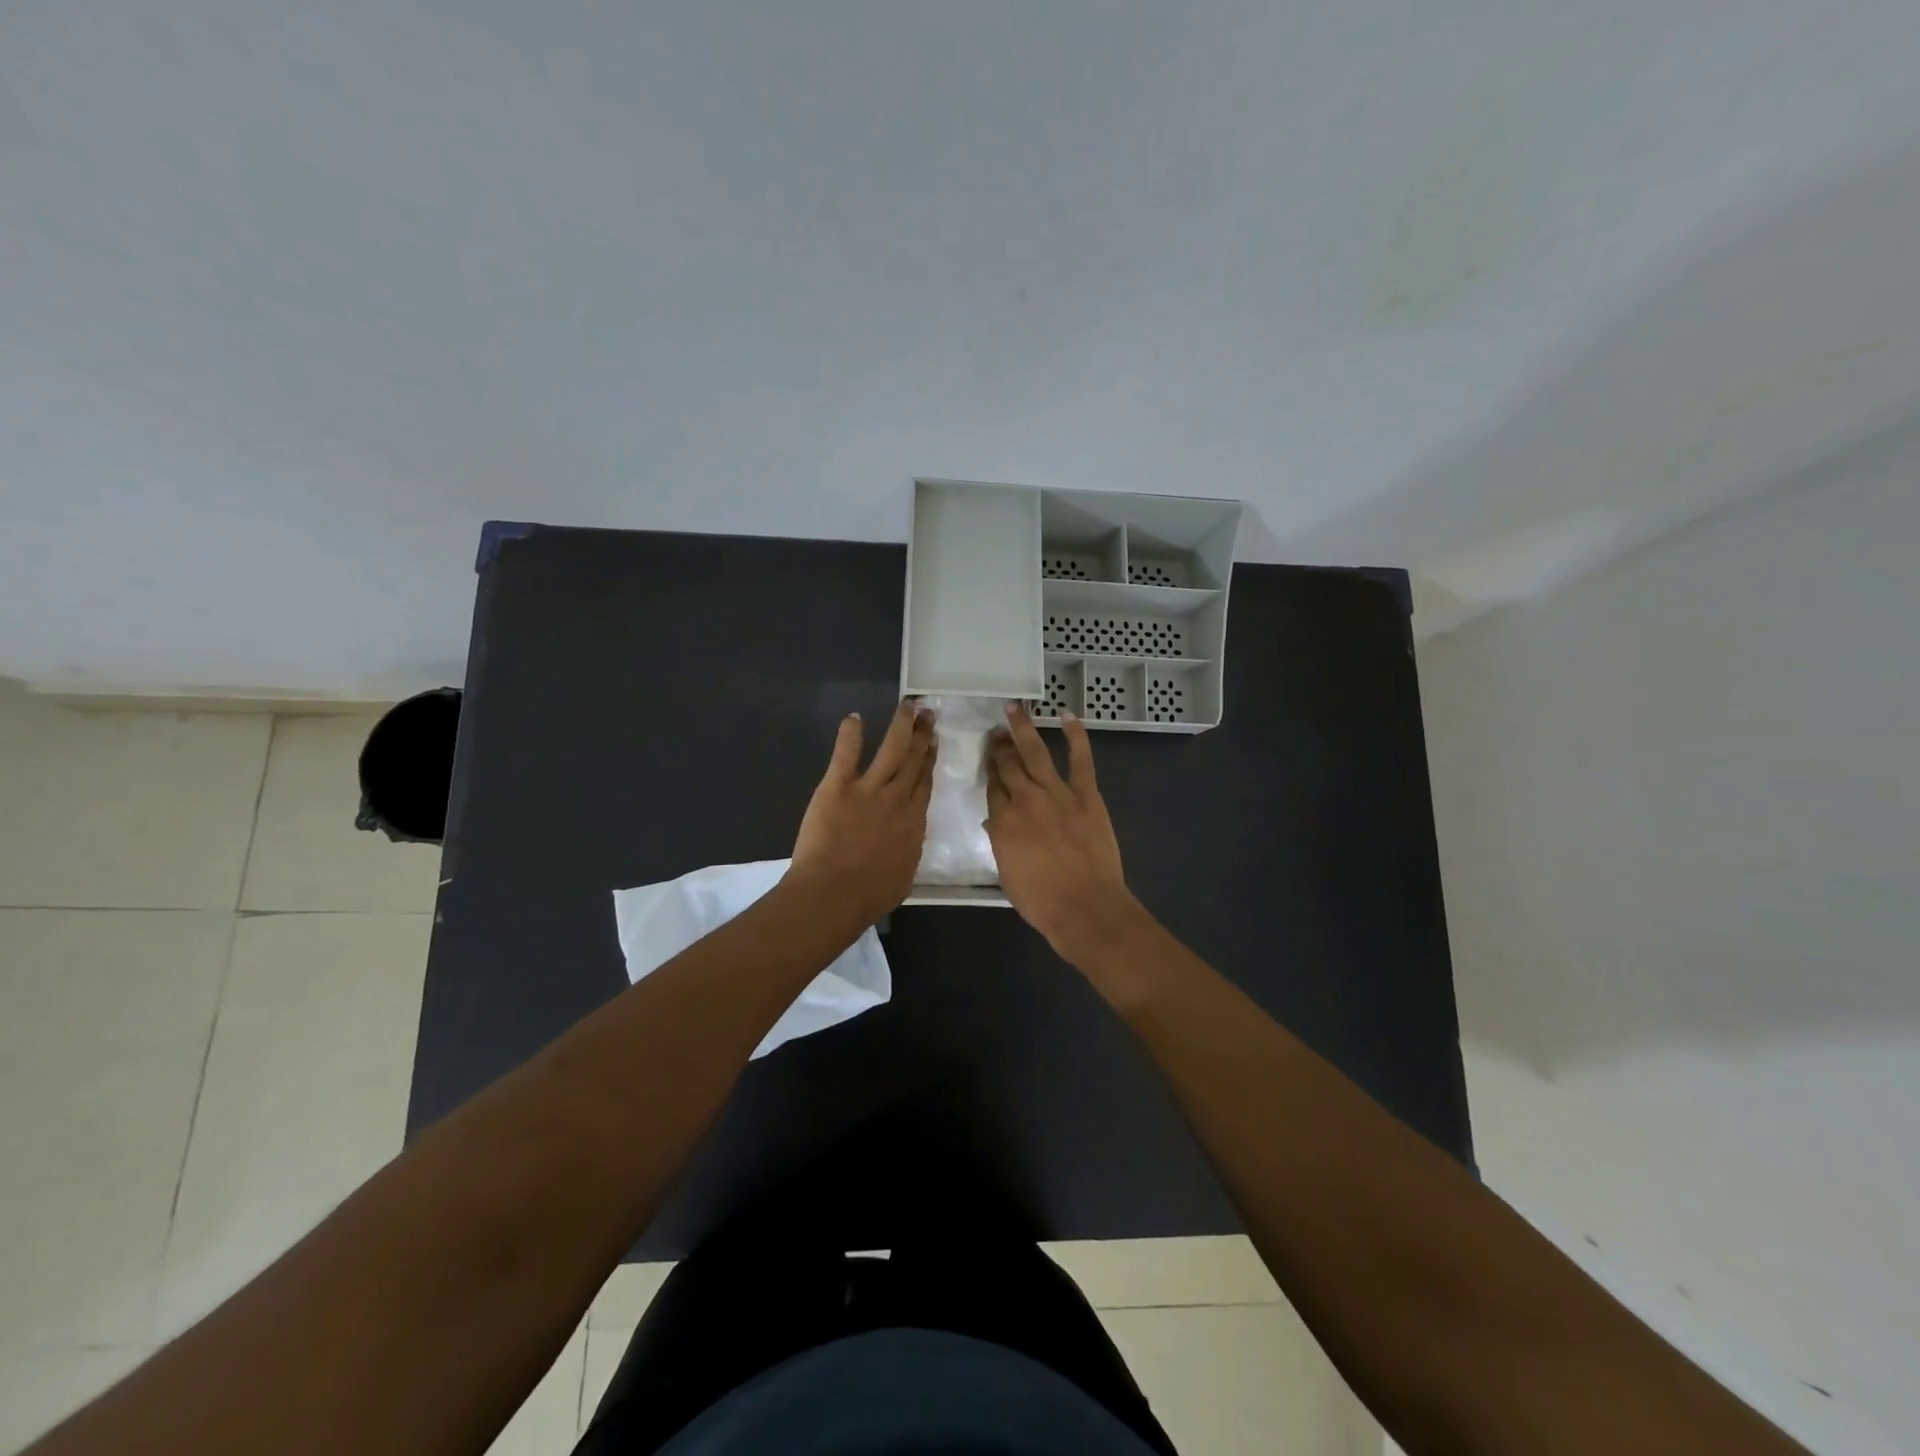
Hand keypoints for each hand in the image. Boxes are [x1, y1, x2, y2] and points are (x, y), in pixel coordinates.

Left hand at [788, 701, 935, 925]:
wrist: (834, 893)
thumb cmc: (869, 895)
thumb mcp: (904, 875)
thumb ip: (908, 850)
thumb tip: (908, 839)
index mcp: (913, 822)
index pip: (924, 783)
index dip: (929, 760)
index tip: (934, 742)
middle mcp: (897, 799)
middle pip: (913, 761)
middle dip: (922, 735)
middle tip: (927, 713)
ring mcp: (868, 790)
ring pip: (891, 750)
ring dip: (900, 726)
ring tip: (907, 706)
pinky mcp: (838, 787)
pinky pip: (846, 754)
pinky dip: (850, 734)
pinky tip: (854, 718)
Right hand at [984, 702, 1140, 963]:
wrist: (1085, 907)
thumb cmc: (1041, 900)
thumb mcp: (1006, 872)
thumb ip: (1000, 842)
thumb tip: (997, 821)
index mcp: (1003, 821)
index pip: (992, 787)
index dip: (989, 770)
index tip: (987, 757)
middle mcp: (1025, 800)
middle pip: (1008, 765)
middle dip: (1000, 746)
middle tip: (995, 731)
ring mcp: (1057, 794)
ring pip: (1036, 753)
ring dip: (1024, 728)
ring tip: (1014, 709)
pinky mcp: (1086, 795)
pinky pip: (1081, 760)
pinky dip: (1076, 736)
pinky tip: (1068, 717)